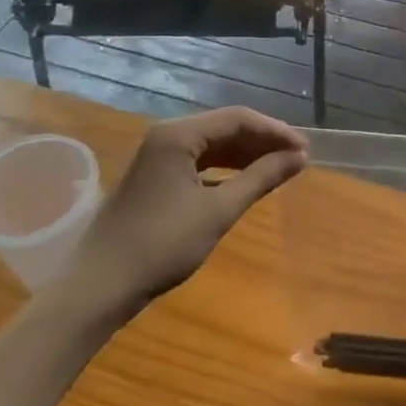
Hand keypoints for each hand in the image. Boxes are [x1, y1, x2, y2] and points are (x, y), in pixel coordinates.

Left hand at [59, 108, 306, 318]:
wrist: (98, 287)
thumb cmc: (162, 245)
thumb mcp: (219, 211)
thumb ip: (261, 178)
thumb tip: (299, 158)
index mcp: (179, 135)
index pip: (239, 119)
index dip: (276, 132)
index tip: (306, 150)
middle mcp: (167, 136)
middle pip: (226, 127)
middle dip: (264, 141)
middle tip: (298, 159)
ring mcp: (158, 156)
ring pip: (213, 145)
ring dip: (247, 154)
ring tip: (280, 168)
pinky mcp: (155, 177)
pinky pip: (200, 161)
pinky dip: (227, 168)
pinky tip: (247, 181)